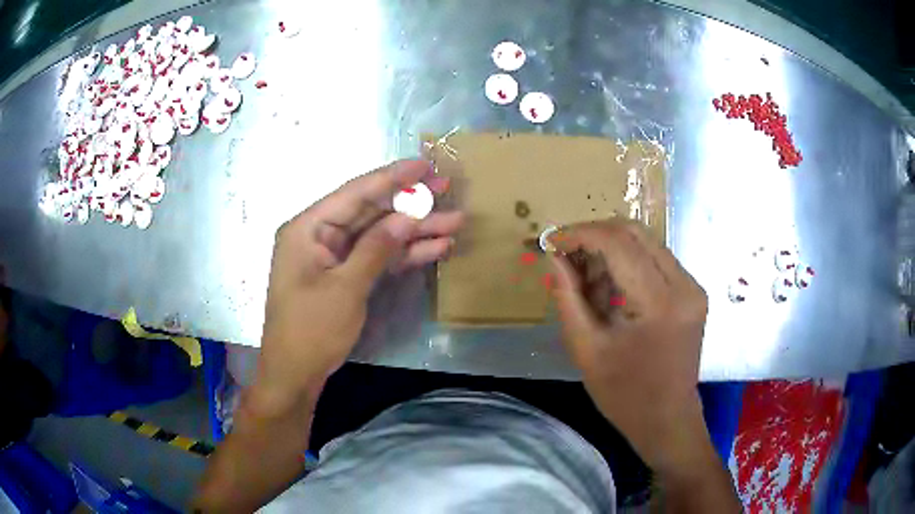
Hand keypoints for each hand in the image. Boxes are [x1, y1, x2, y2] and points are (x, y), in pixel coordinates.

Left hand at [257, 160, 462, 402]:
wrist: (296, 373)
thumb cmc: (310, 329)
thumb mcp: (345, 287)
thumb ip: (377, 248)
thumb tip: (408, 216)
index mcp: (308, 228)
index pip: (355, 193)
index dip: (392, 177)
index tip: (424, 164)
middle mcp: (321, 235)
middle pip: (371, 211)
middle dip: (410, 203)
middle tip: (447, 187)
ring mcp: (335, 256)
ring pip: (380, 234)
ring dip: (415, 231)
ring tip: (455, 221)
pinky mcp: (347, 275)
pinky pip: (378, 257)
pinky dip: (405, 255)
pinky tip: (437, 248)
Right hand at [548, 220, 708, 470]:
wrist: (668, 419)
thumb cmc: (625, 396)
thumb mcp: (586, 350)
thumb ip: (568, 297)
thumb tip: (554, 257)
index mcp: (659, 304)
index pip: (618, 243)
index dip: (580, 234)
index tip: (552, 241)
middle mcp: (684, 285)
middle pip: (635, 232)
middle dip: (594, 234)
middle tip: (565, 253)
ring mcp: (692, 286)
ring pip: (646, 242)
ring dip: (610, 249)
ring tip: (585, 277)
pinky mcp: (692, 291)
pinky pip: (655, 259)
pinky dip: (627, 262)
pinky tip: (609, 287)